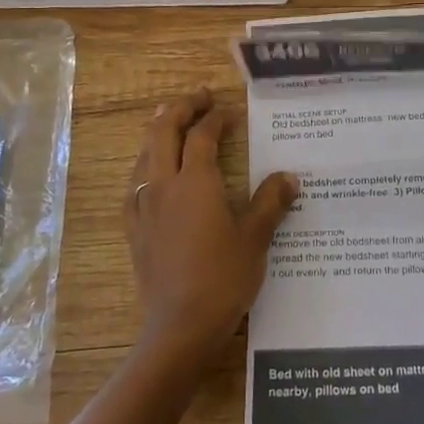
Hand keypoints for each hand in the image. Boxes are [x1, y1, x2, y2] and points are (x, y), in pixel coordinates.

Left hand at [124, 88, 297, 359]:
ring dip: (159, 132)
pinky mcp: (134, 230)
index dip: (217, 118)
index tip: (232, 112)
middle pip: (163, 132)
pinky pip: (135, 184)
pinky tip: (151, 174)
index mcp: (195, 182)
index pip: (203, 136)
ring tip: (170, 120)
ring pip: (144, 155)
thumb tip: (290, 177)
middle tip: (199, 97)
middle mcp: (164, 186)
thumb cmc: (223, 278)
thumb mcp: (255, 238)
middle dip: (180, 109)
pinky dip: (145, 166)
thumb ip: (271, 202)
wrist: (180, 326)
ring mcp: (143, 207)